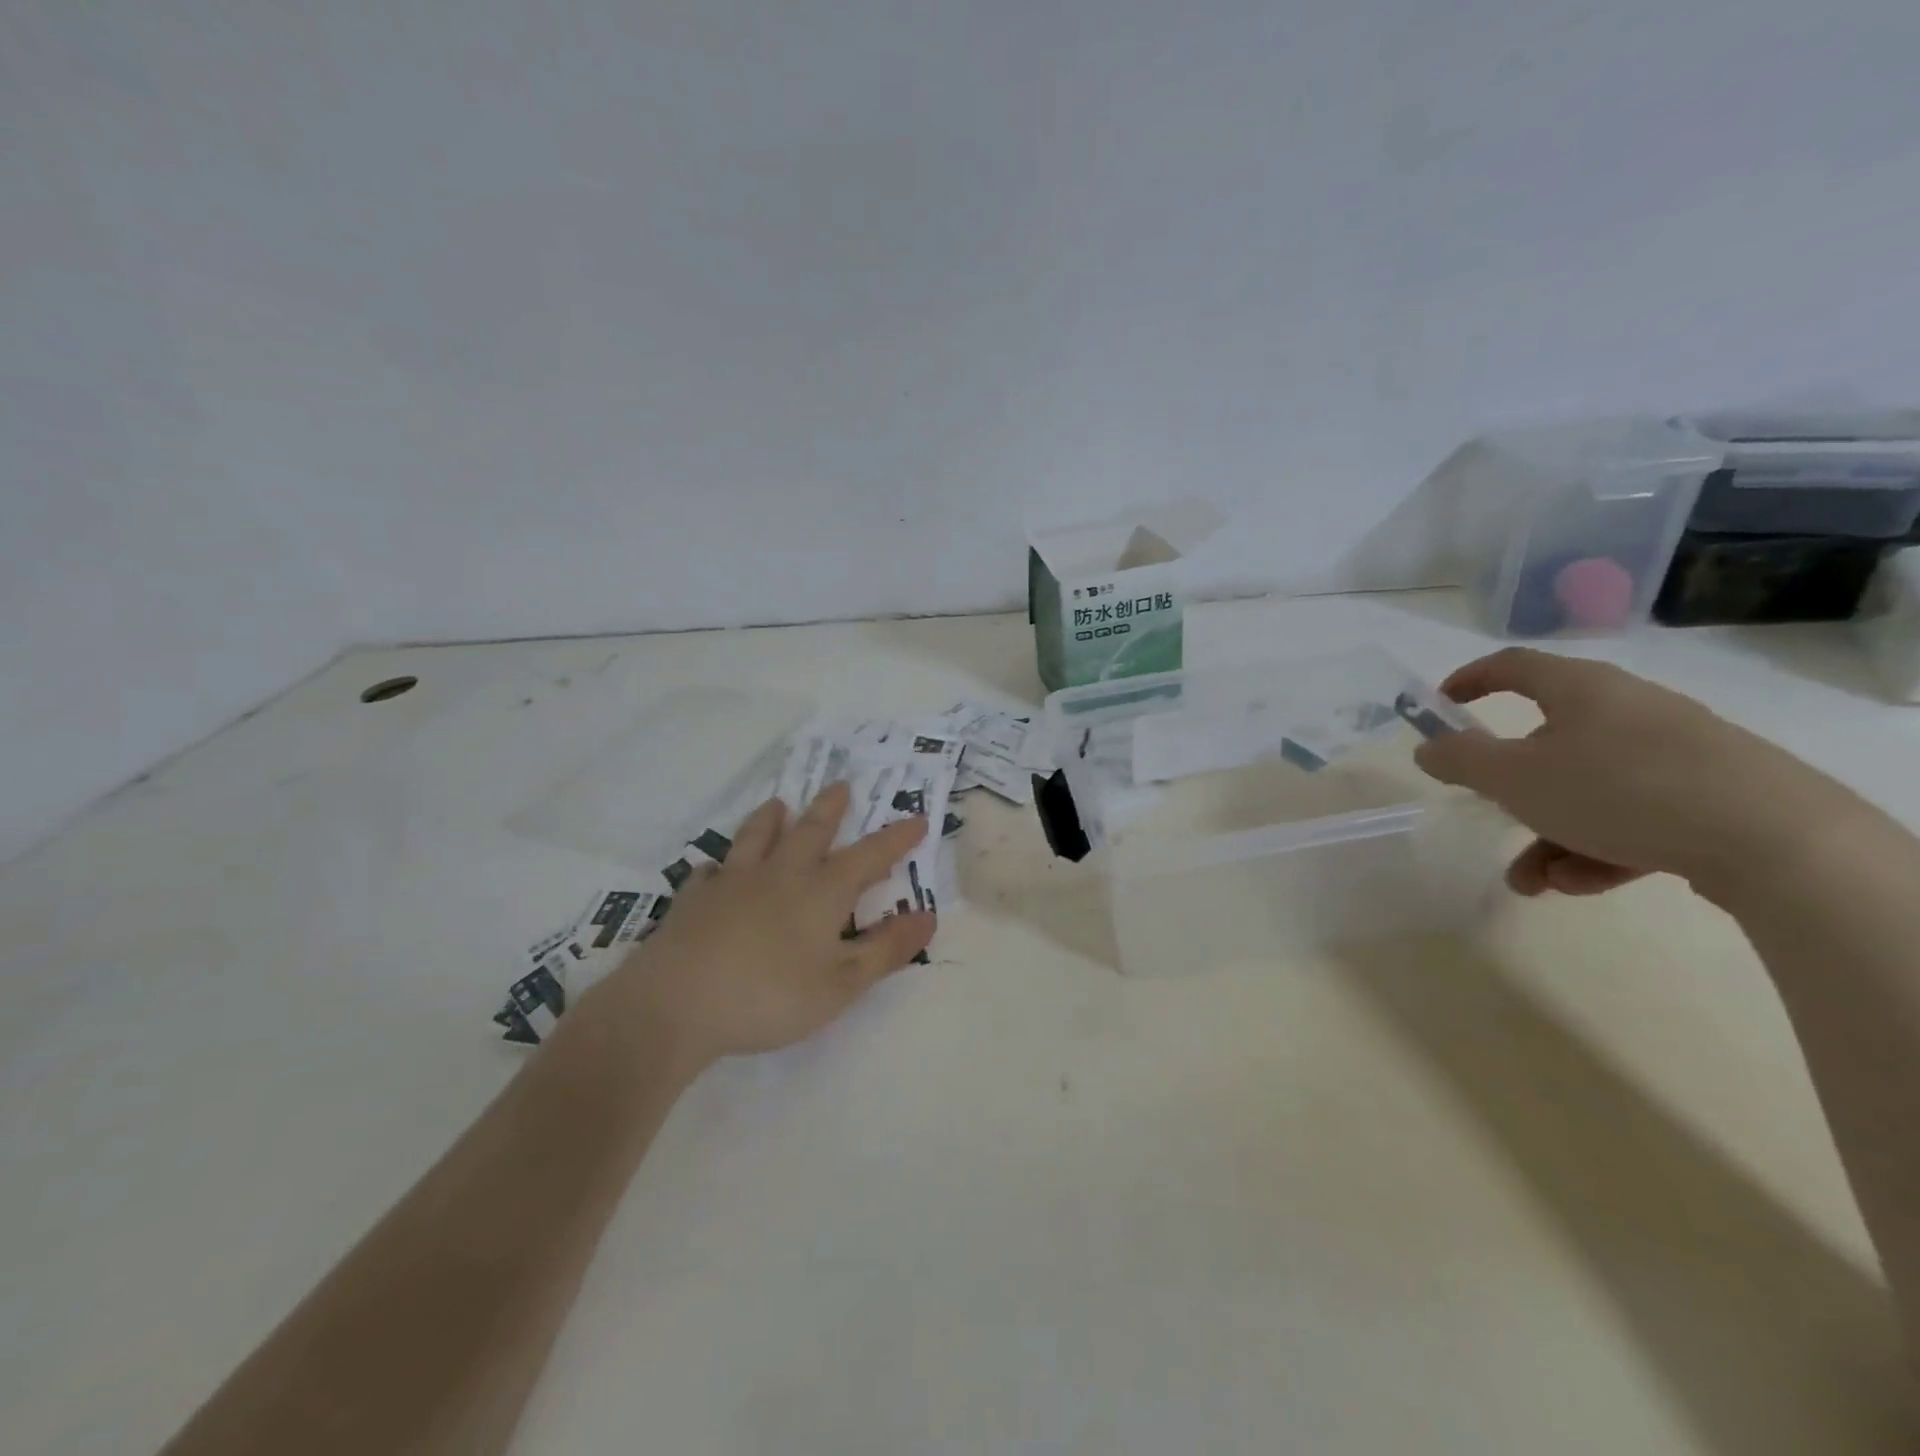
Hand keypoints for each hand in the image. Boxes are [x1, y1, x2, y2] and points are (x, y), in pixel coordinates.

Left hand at [580, 782, 935, 1074]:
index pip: (869, 856)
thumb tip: (928, 916)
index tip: (917, 818)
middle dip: (831, 808)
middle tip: (841, 786)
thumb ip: (886, 949)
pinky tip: (716, 869)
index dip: (896, 839)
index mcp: (821, 892)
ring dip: (771, 819)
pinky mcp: (694, 899)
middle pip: (811, 831)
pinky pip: (711, 872)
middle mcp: (780, 874)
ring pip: (757, 837)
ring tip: (779, 803)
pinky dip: (720, 866)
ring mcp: (733, 882)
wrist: (676, 1004)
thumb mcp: (842, 983)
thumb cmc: (769, 996)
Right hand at [1415, 647, 1861, 901]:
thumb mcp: (1513, 777)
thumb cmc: (1617, 790)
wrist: (1776, 840)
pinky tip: (1584, 884)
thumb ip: (1460, 759)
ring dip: (1549, 834)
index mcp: (1581, 690)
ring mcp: (1677, 752)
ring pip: (1588, 789)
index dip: (1470, 680)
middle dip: (1511, 791)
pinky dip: (1600, 846)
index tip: (1441, 704)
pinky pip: (1634, 814)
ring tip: (1536, 883)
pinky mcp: (1713, 794)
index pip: (1513, 666)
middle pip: (1548, 743)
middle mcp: (1628, 710)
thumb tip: (1429, 747)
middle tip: (1490, 814)